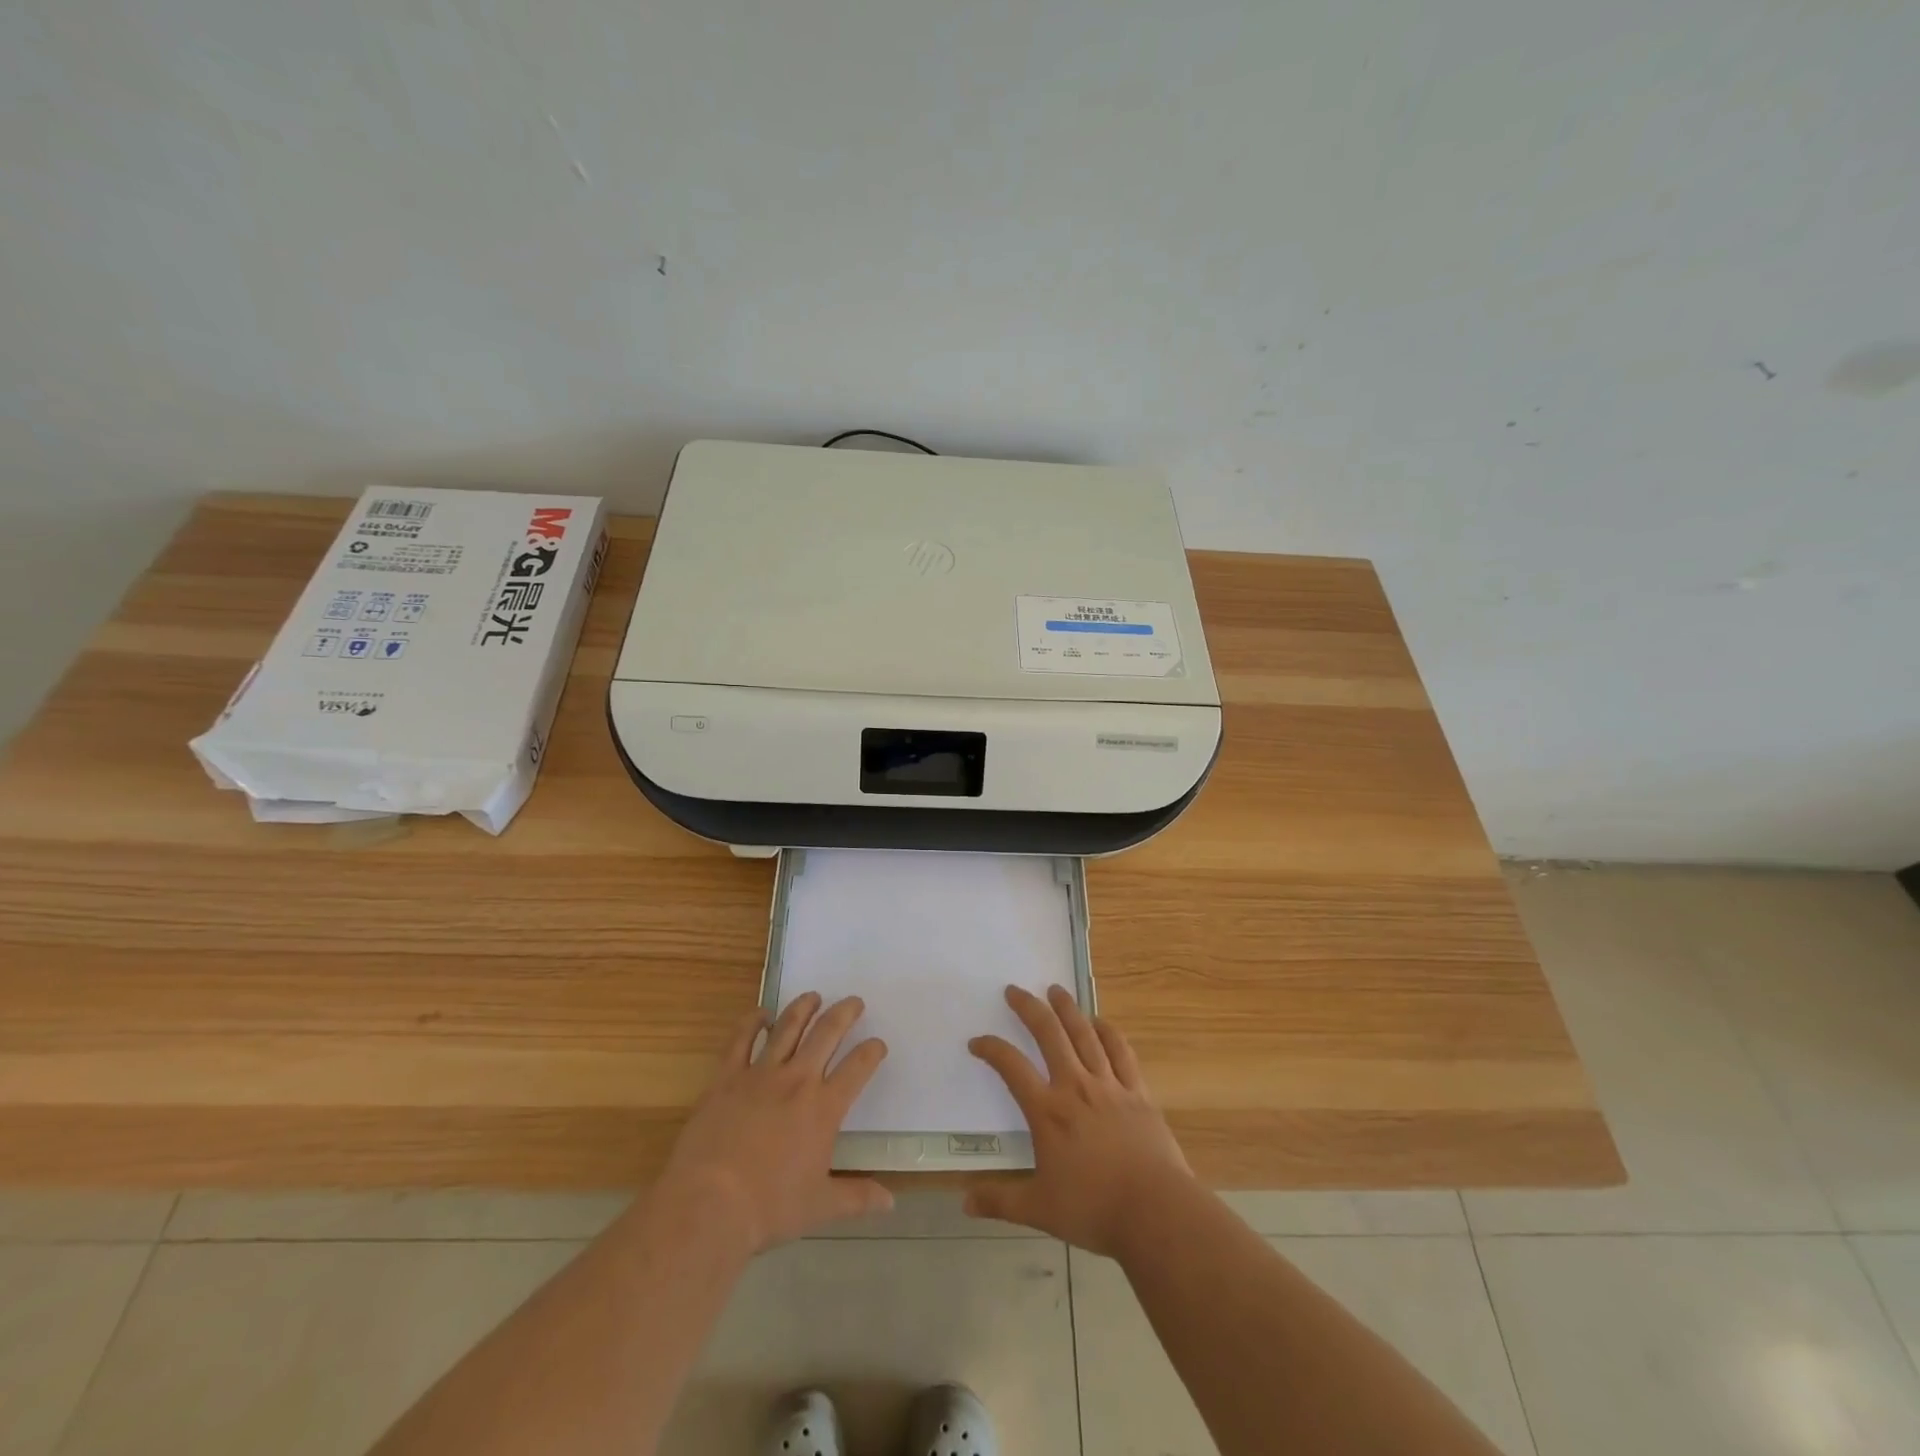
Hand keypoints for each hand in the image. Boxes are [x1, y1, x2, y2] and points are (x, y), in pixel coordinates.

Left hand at [660, 992, 891, 1254]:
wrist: (710, 1205)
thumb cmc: (769, 1207)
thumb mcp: (820, 1206)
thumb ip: (858, 1198)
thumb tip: (891, 1202)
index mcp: (824, 1107)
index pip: (857, 1068)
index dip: (872, 1052)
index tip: (877, 1044)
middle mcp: (797, 1080)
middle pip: (826, 1033)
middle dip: (844, 1013)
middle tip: (854, 1001)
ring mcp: (760, 1074)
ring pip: (787, 1027)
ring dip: (803, 1008)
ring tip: (813, 996)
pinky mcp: (727, 1077)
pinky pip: (741, 1040)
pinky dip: (752, 1022)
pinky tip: (760, 1014)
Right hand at [965, 984, 1193, 1256]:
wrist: (1155, 1211)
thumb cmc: (1094, 1209)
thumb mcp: (1039, 1210)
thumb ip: (1000, 1201)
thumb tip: (965, 1201)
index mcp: (1048, 1112)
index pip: (1012, 1068)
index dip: (991, 1049)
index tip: (977, 1041)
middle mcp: (1075, 1087)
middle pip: (1049, 1034)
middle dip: (1029, 1008)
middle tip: (1015, 990)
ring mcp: (1109, 1085)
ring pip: (1084, 1034)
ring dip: (1067, 1009)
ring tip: (1055, 990)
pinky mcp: (1137, 1092)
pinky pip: (1121, 1052)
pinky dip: (1109, 1032)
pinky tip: (1100, 1022)